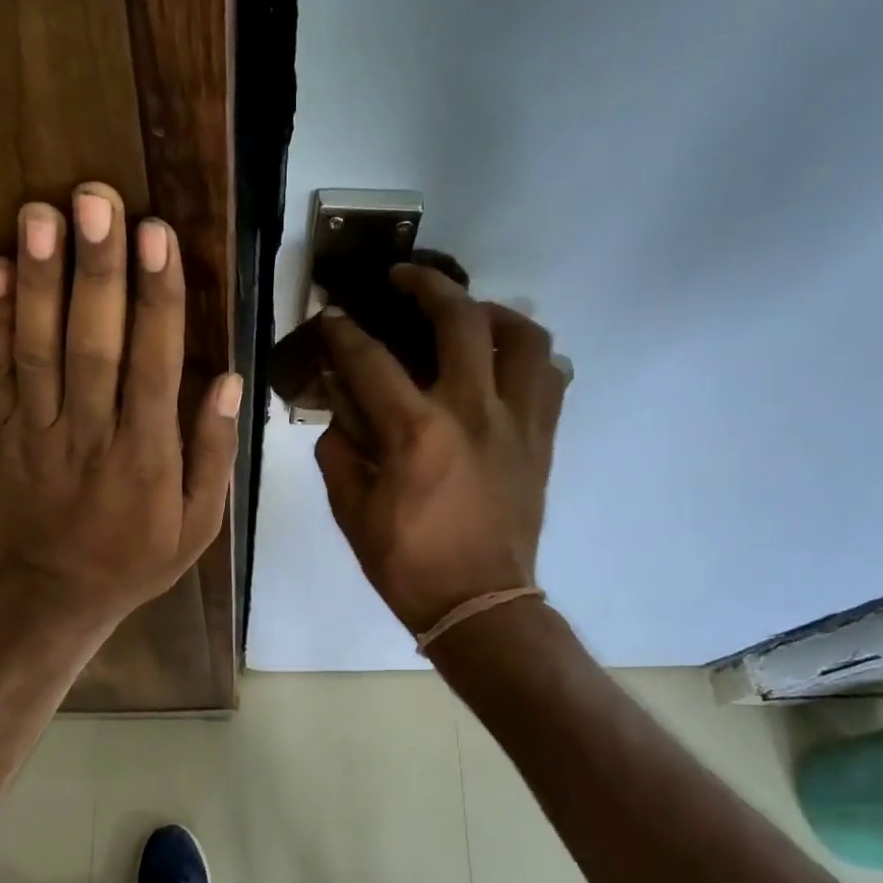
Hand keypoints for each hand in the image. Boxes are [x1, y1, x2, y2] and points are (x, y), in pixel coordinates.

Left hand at [0, 182, 240, 628]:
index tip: (158, 238)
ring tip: (42, 213)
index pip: (155, 365)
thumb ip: (214, 453)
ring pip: (39, 348)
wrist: (59, 591)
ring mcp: (39, 430)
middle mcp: (90, 433)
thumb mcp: (200, 523)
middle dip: (97, 269)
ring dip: (40, 279)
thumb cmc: (140, 555)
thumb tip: (231, 381)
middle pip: (93, 344)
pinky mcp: (4, 430)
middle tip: (97, 199)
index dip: (157, 299)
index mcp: (146, 456)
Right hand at [315, 266, 564, 633]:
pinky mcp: (542, 439)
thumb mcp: (352, 511)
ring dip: (492, 312)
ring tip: (468, 314)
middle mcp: (472, 411)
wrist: (480, 604)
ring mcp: (517, 422)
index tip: (331, 315)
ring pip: (523, 337)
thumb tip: (339, 409)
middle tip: (403, 278)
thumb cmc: (408, 564)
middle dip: (425, 285)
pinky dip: (528, 357)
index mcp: (416, 432)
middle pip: (458, 319)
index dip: (343, 332)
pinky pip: (550, 378)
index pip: (371, 360)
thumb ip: (338, 450)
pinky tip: (504, 363)